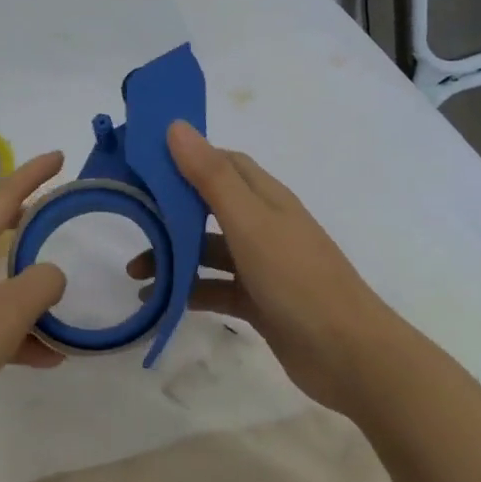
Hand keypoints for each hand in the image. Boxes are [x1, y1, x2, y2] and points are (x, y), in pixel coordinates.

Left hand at [0, 151, 68, 447]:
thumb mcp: (5, 314)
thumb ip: (40, 286)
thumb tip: (51, 272)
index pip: (4, 193)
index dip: (33, 173)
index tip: (59, 157)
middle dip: (16, 218)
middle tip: (46, 223)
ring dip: (19, 285)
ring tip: (57, 307)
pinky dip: (9, 327)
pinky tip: (40, 357)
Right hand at [129, 123, 396, 414]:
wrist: (350, 355)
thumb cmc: (298, 278)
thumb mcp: (249, 222)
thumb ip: (211, 177)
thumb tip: (176, 126)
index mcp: (266, 198)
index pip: (222, 163)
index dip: (185, 157)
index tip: (143, 162)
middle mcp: (264, 225)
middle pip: (209, 206)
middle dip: (169, 211)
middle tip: (131, 219)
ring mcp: (263, 265)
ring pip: (208, 251)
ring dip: (173, 256)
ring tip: (136, 272)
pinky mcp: (259, 301)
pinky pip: (215, 288)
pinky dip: (187, 291)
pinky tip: (160, 302)